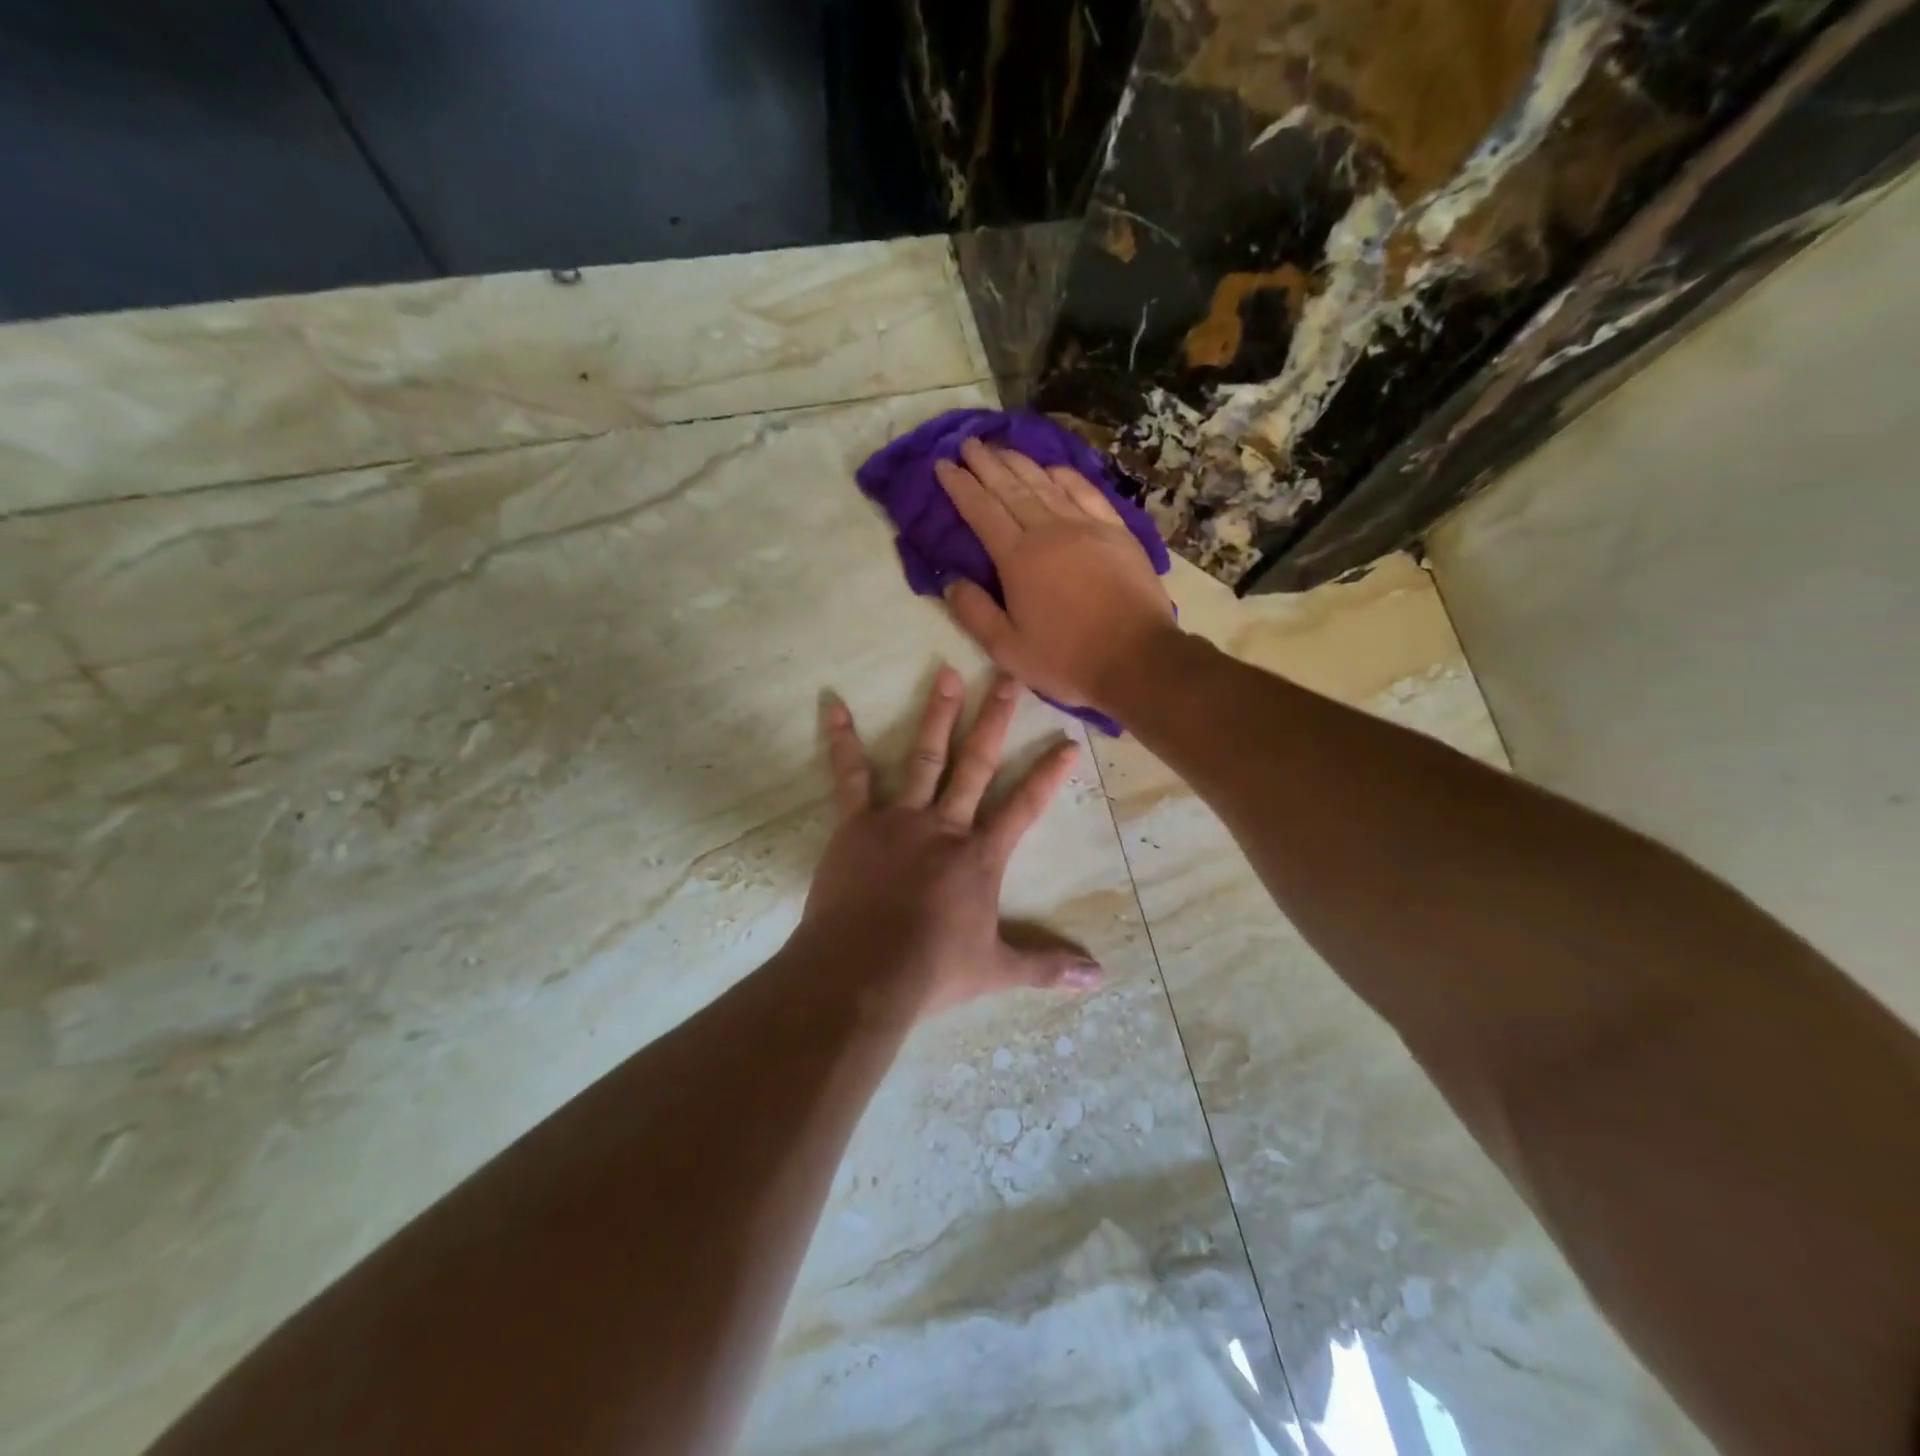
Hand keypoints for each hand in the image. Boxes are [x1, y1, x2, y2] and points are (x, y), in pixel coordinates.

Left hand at [802, 666, 1104, 1017]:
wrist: (863, 971)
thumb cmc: (932, 970)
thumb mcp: (997, 970)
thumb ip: (1046, 966)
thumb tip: (1098, 979)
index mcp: (980, 856)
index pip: (1024, 807)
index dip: (1048, 775)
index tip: (1068, 743)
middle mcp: (945, 825)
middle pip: (976, 763)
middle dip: (995, 719)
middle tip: (1007, 677)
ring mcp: (900, 819)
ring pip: (924, 756)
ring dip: (937, 714)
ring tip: (948, 673)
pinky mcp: (857, 824)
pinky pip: (850, 776)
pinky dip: (843, 741)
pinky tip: (834, 707)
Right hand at [934, 439, 1177, 716]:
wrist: (1137, 658)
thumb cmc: (1067, 659)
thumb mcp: (1008, 649)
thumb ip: (975, 613)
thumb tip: (950, 581)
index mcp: (1018, 559)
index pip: (981, 511)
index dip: (960, 486)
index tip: (943, 464)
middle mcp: (1049, 531)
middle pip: (1011, 488)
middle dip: (986, 465)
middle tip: (968, 443)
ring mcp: (1086, 526)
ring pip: (1046, 484)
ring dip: (1020, 463)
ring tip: (1000, 448)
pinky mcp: (1116, 531)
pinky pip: (1086, 492)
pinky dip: (1065, 476)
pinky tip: (1053, 468)